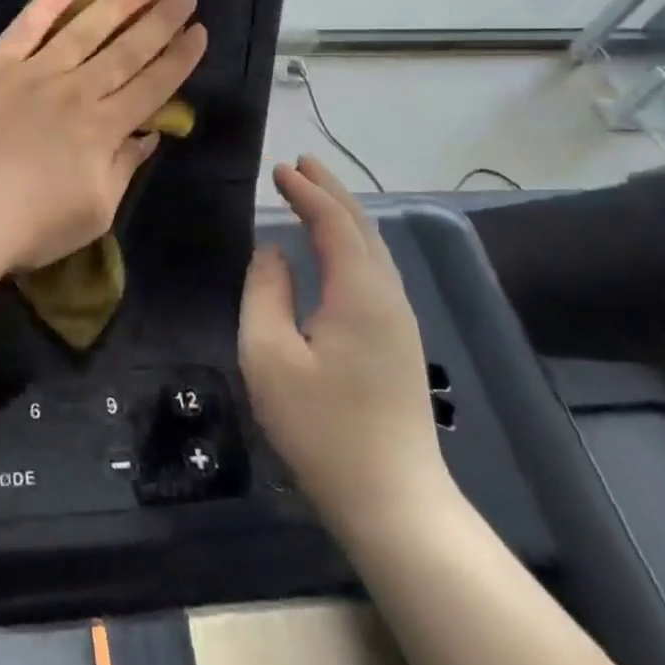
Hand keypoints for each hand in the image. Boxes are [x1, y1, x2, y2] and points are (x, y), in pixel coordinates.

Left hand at [0, 0, 205, 274]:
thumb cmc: (30, 225)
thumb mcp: (95, 212)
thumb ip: (123, 168)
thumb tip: (148, 135)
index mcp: (105, 129)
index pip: (153, 86)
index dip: (179, 58)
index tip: (200, 30)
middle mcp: (77, 92)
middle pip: (128, 50)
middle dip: (162, 19)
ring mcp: (35, 73)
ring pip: (86, 29)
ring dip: (120, 1)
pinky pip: (27, 26)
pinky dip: (50, 1)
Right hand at [239, 157, 452, 544]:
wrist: (393, 501)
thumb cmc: (321, 427)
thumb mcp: (269, 356)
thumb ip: (265, 292)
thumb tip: (273, 252)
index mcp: (359, 293)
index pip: (333, 223)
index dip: (306, 191)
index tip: (278, 169)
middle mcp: (387, 296)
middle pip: (362, 227)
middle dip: (331, 190)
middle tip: (301, 163)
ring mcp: (399, 320)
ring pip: (373, 248)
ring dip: (343, 214)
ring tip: (315, 192)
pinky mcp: (399, 342)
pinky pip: (374, 270)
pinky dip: (351, 241)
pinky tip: (335, 248)